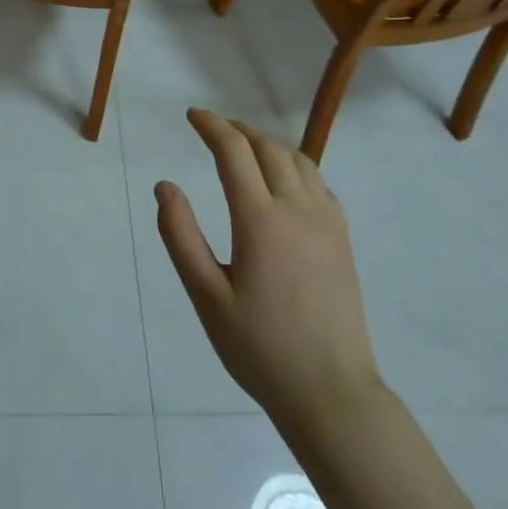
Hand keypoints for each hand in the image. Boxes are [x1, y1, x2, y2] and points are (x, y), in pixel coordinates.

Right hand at [156, 108, 381, 429]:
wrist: (331, 393)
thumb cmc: (260, 348)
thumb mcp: (206, 296)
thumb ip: (181, 236)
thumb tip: (165, 186)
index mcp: (260, 220)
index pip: (234, 152)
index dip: (211, 126)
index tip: (192, 115)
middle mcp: (298, 209)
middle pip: (268, 148)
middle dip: (238, 130)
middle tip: (212, 129)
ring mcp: (327, 223)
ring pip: (299, 160)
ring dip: (268, 144)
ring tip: (244, 147)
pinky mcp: (343, 240)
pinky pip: (319, 183)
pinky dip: (295, 166)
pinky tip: (282, 182)